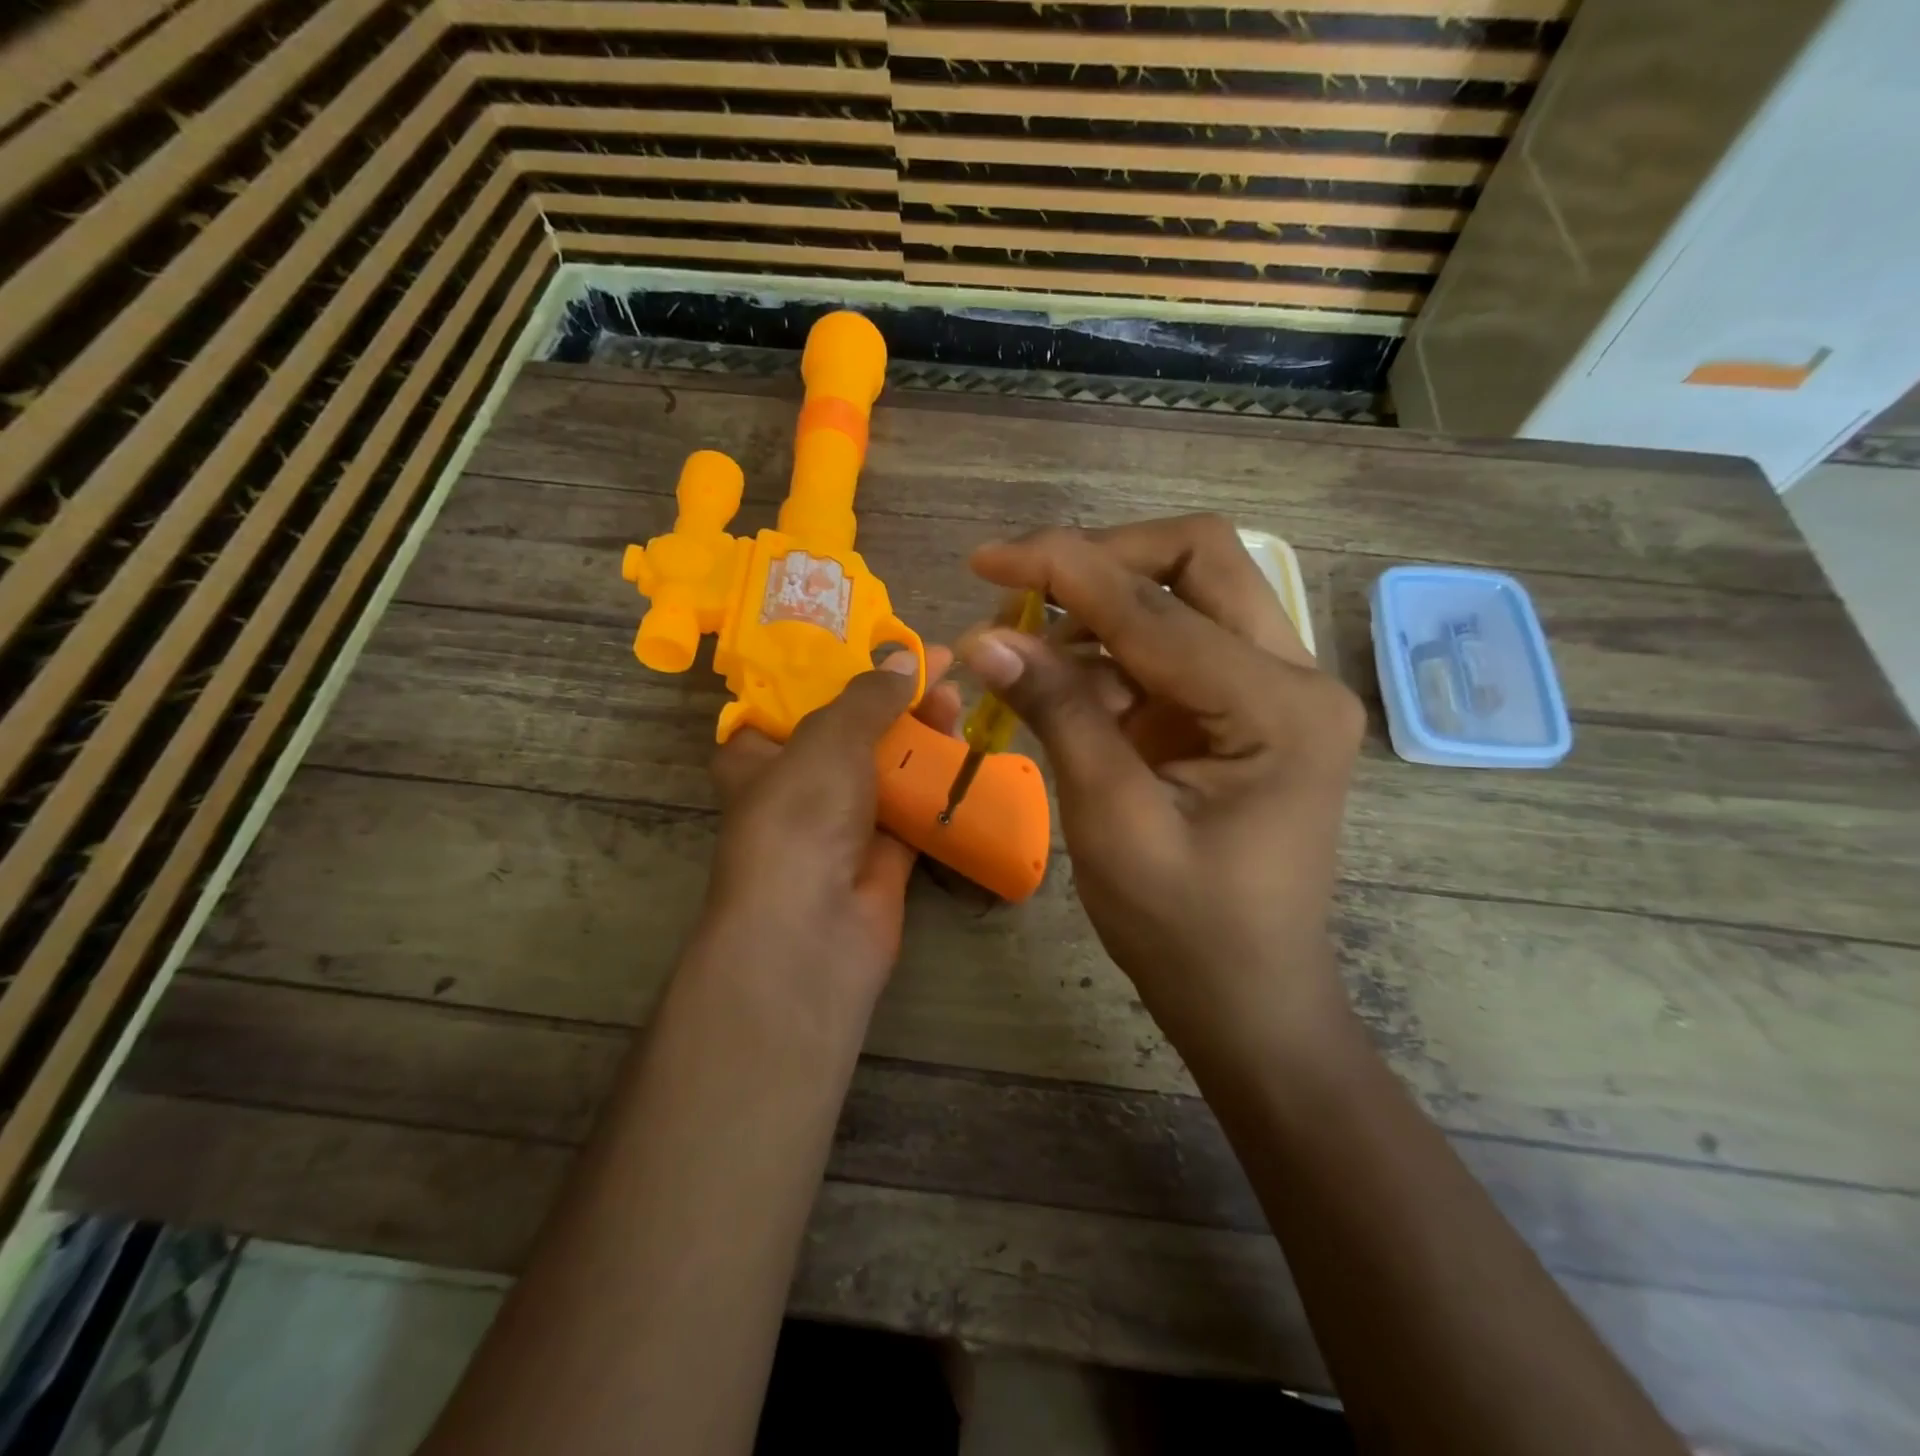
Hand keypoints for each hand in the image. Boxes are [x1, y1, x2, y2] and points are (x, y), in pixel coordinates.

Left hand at [699, 647, 961, 1011]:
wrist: (814, 927)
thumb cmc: (801, 815)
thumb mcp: (828, 737)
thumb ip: (868, 695)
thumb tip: (906, 657)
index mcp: (758, 755)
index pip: (792, 700)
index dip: (837, 669)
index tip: (881, 646)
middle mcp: (797, 786)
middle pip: (850, 731)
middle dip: (893, 700)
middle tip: (938, 670)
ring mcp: (841, 823)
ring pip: (885, 767)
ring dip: (920, 736)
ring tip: (957, 702)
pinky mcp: (882, 854)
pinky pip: (913, 808)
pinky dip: (936, 782)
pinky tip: (964, 751)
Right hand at [958, 516, 1364, 1041]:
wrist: (1250, 1001)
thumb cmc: (1185, 932)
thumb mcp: (1112, 822)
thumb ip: (1058, 714)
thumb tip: (985, 636)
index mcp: (1277, 709)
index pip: (1156, 607)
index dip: (1064, 569)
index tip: (986, 557)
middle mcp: (1295, 679)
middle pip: (1200, 561)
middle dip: (1103, 560)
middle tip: (1025, 587)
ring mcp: (1277, 692)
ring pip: (1191, 594)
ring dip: (1104, 604)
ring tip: (1029, 646)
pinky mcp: (1248, 711)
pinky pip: (1179, 647)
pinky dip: (1115, 652)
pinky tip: (1065, 683)